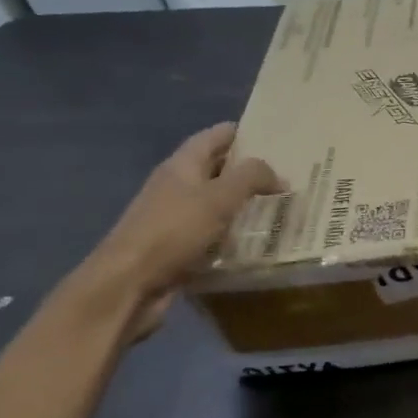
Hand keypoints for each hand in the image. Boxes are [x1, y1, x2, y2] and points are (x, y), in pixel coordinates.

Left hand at [83, 123, 281, 339]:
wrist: (128, 285)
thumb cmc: (173, 231)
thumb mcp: (219, 197)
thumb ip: (252, 177)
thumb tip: (279, 174)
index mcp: (182, 165)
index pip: (216, 136)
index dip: (245, 132)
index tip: (278, 137)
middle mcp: (176, 186)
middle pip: (217, 168)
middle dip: (250, 169)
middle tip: (289, 172)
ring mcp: (174, 217)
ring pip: (216, 202)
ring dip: (244, 202)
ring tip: (281, 205)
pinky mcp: (176, 246)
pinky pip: (212, 231)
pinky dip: (233, 232)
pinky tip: (256, 240)